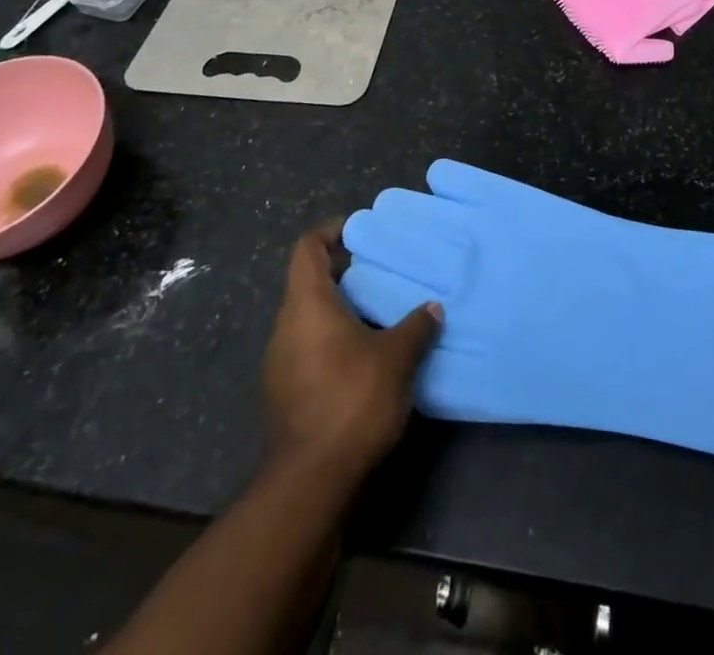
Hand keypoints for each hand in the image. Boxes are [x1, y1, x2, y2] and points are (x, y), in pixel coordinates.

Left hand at [263, 220, 442, 481]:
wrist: (310, 482)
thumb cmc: (352, 401)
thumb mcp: (396, 359)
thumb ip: (416, 326)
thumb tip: (433, 307)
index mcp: (307, 304)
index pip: (307, 248)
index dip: (332, 231)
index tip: (361, 230)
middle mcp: (286, 326)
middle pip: (309, 281)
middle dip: (345, 272)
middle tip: (383, 271)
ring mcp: (280, 361)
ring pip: (309, 316)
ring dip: (341, 308)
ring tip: (381, 311)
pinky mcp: (285, 391)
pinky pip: (309, 346)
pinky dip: (334, 338)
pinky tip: (366, 354)